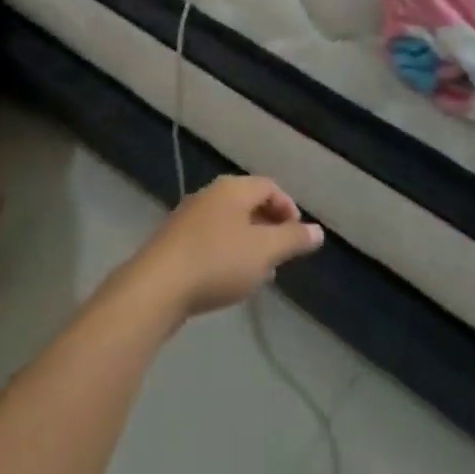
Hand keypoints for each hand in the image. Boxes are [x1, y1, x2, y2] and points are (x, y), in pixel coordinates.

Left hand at [130, 176, 324, 322]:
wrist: (157, 287)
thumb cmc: (217, 262)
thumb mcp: (264, 252)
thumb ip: (292, 239)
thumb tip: (318, 230)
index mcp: (232, 189)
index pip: (269, 186)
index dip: (288, 207)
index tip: (297, 236)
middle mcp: (210, 195)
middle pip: (248, 202)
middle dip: (269, 226)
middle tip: (280, 255)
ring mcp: (188, 217)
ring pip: (229, 223)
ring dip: (249, 243)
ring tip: (259, 273)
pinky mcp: (174, 242)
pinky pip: (210, 239)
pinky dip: (227, 253)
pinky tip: (229, 280)